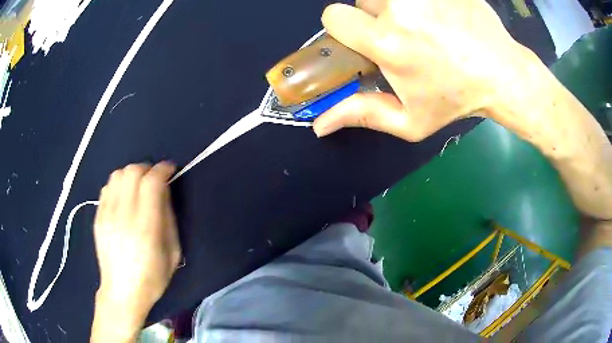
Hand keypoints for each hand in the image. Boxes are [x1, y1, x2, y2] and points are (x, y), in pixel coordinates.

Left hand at [92, 162, 180, 340]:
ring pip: (117, 175)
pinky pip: (107, 187)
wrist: (122, 291)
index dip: (163, 169)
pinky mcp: (98, 217)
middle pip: (133, 171)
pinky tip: (123, 197)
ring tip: (138, 186)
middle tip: (154, 179)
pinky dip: (118, 185)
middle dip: (147, 168)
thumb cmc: (152, 277)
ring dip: (131, 174)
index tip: (170, 169)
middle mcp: (124, 215)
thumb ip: (168, 218)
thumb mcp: (172, 252)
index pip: (152, 181)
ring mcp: (107, 214)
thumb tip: (163, 191)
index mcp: (146, 226)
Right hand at [313, 0, 541, 140]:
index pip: (334, 16)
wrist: (502, 74)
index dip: (344, 26)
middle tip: (406, 36)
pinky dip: (421, 1)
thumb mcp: (410, 120)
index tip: (363, 37)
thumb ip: (363, 115)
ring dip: (398, 6)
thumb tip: (318, 125)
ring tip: (425, 25)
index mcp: (387, 43)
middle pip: (364, 1)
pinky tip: (441, 15)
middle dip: (377, 17)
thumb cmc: (456, 99)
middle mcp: (401, 9)